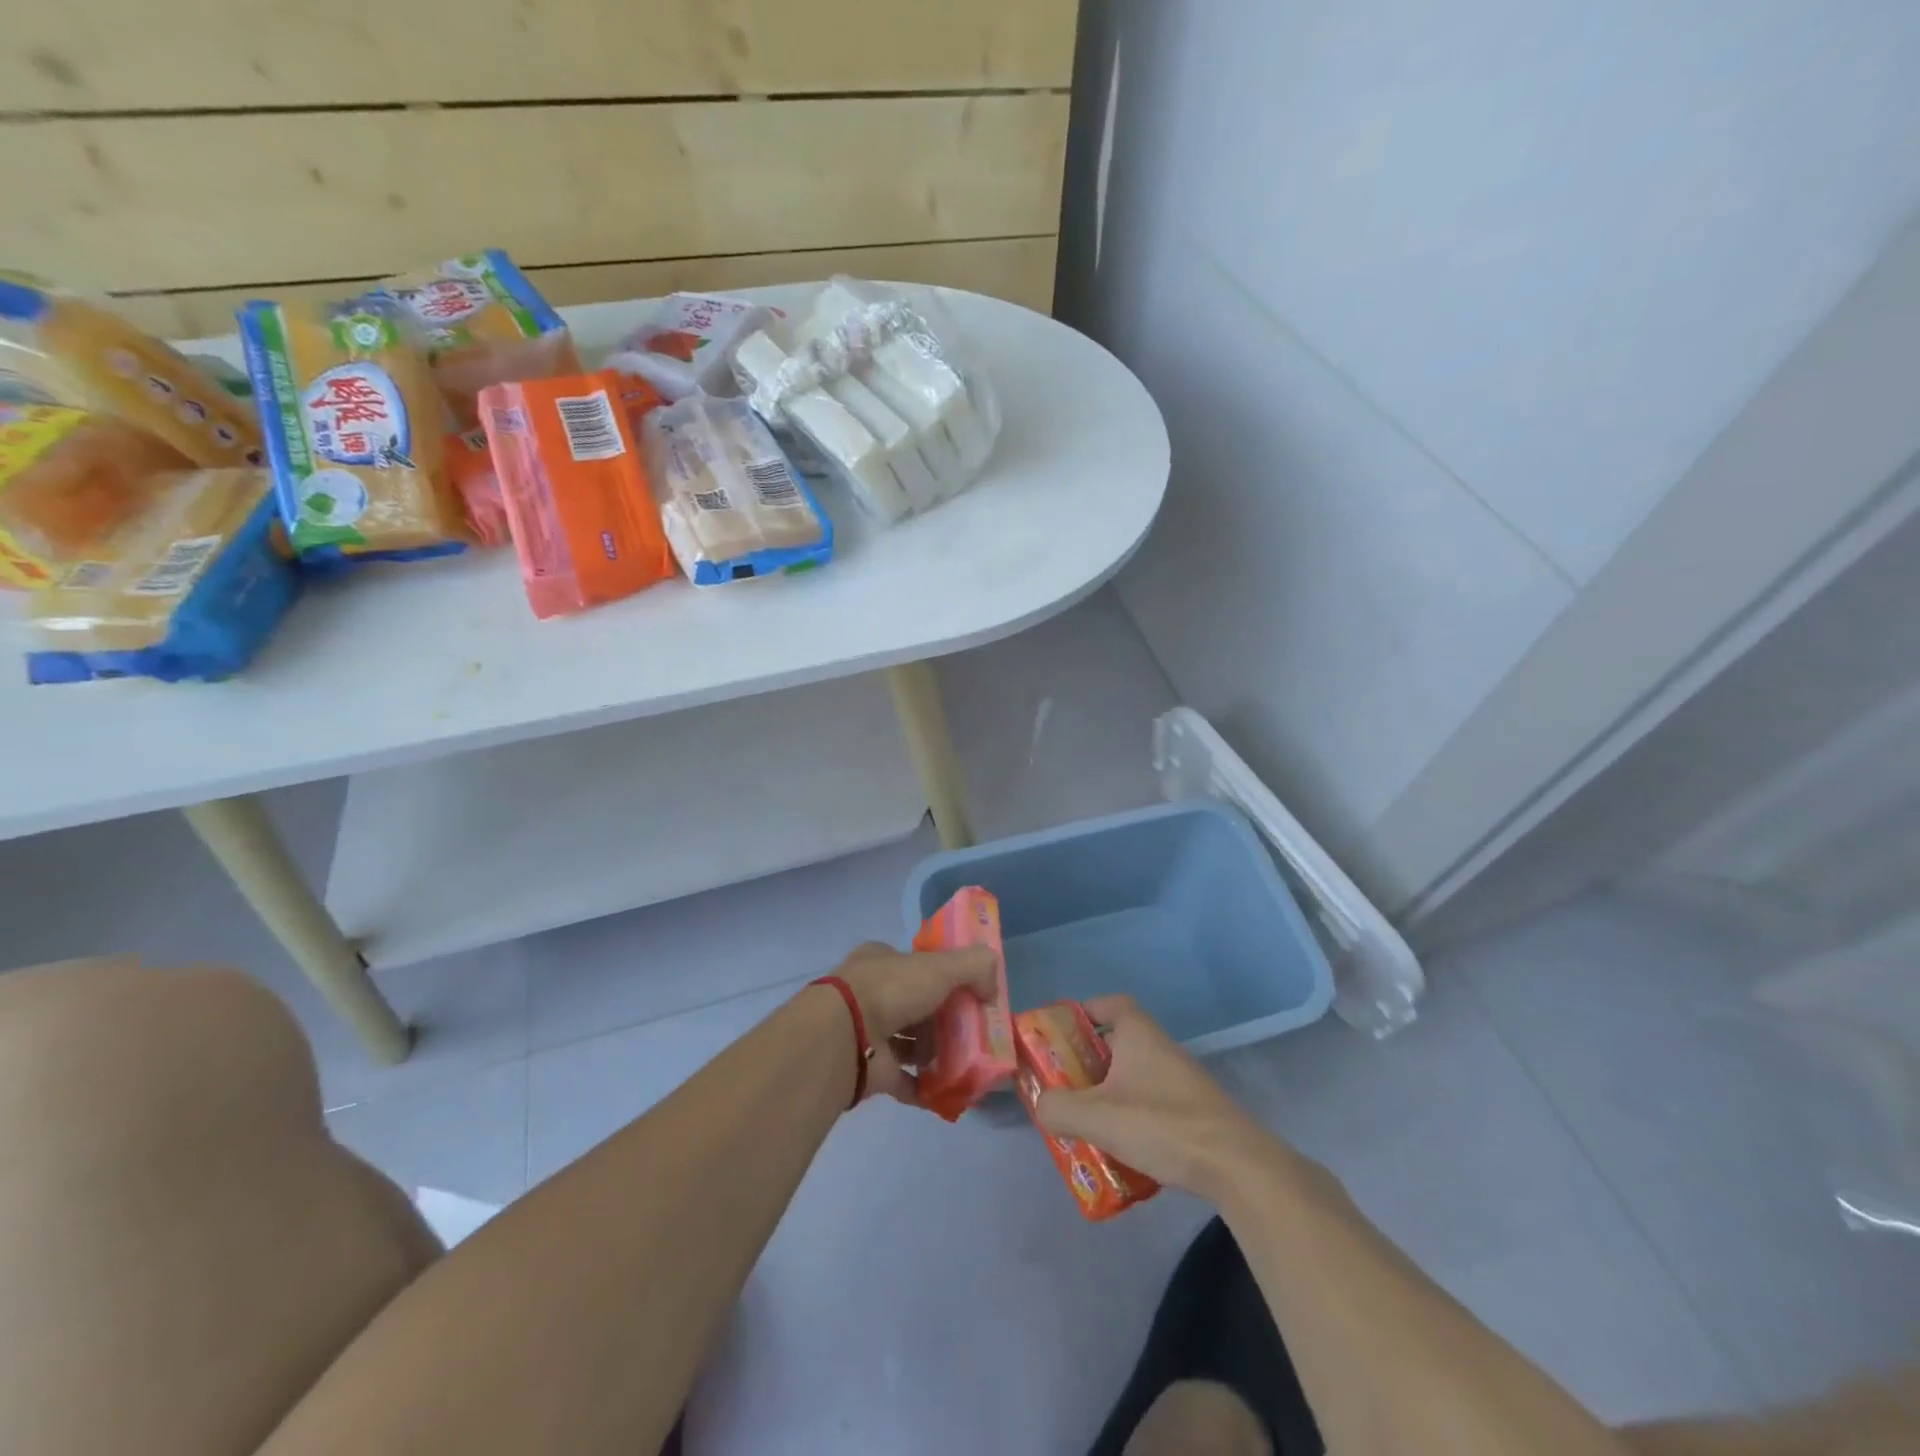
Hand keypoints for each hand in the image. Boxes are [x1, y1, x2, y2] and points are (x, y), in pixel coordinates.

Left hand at [830, 941, 998, 1107]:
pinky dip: (925, 1086)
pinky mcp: (869, 1069)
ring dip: (934, 1054)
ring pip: (908, 1043)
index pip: (917, 965)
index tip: (970, 995)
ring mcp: (867, 1032)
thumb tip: (993, 987)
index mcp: (882, 961)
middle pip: (915, 1005)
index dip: (943, 977)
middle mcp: (871, 992)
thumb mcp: (941, 966)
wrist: (845, 1035)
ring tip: (965, 1064)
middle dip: (942, 1020)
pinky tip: (949, 1093)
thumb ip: (974, 967)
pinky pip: (903, 1079)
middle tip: (973, 1034)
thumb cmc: (891, 990)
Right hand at [1034, 995, 1272, 1196]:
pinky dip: (1133, 1118)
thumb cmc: (1161, 1124)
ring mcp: (1181, 1080)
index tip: (1061, 1033)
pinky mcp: (1194, 1112)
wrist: (1235, 1165)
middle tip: (1063, 1086)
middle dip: (1088, 1062)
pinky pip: (1153, 1104)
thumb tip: (1042, 1105)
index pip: (1110, 1004)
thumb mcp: (1097, 1116)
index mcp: (1138, 1034)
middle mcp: (1161, 1048)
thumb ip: (1058, 1108)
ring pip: (1134, 1077)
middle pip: (1118, 1043)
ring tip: (1086, 1123)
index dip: (1083, 1012)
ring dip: (1110, 1094)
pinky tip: (1122, 1150)